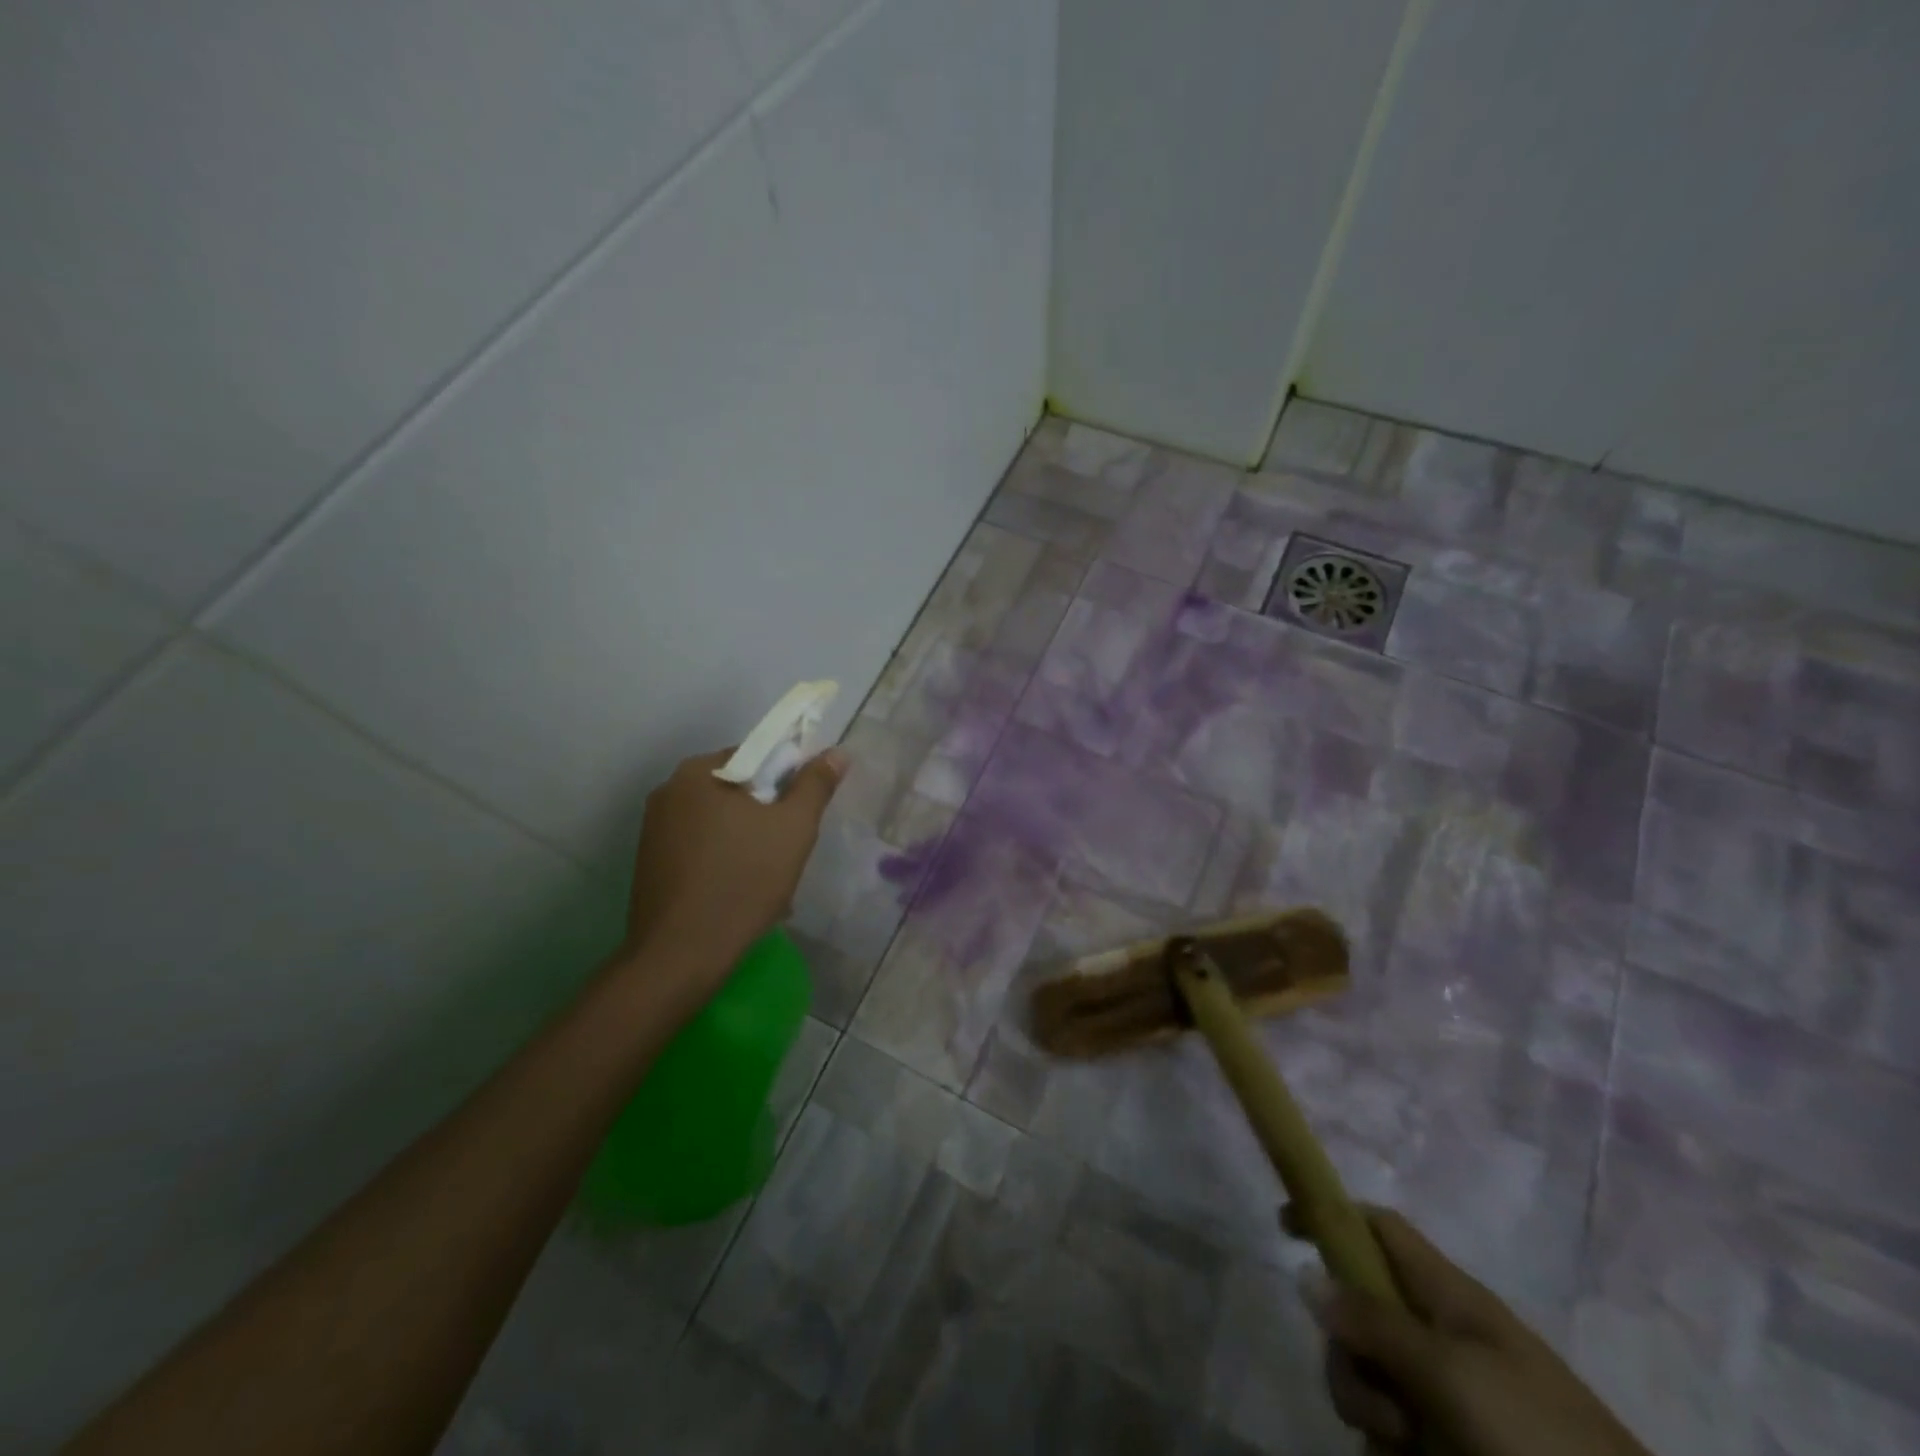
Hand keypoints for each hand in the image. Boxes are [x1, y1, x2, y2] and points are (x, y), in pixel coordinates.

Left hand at [622, 746, 846, 986]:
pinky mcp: (650, 863)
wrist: (681, 955)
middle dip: (766, 816)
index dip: (787, 781)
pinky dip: (723, 861)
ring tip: (768, 879)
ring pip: (719, 823)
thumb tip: (837, 752)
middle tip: (788, 850)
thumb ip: (815, 785)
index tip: (801, 816)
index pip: (755, 756)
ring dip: (747, 841)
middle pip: (736, 790)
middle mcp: (668, 791)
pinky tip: (739, 893)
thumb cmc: (743, 881)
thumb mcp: (793, 828)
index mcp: (698, 772)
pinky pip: (699, 848)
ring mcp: (653, 829)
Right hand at [1285, 1204, 1648, 1455]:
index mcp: (1449, 1296)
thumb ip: (1374, 1323)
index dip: (1330, 1215)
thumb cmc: (1538, 1439)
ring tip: (1407, 1452)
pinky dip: (1389, 1447)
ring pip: (1372, 1376)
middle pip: (1360, 1311)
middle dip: (1349, 1355)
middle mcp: (1443, 1335)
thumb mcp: (1451, 1373)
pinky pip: (1394, 1429)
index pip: (1378, 1227)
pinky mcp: (1455, 1445)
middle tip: (1378, 1405)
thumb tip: (1306, 1274)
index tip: (1282, 1229)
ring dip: (1369, 1409)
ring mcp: (1451, 1394)